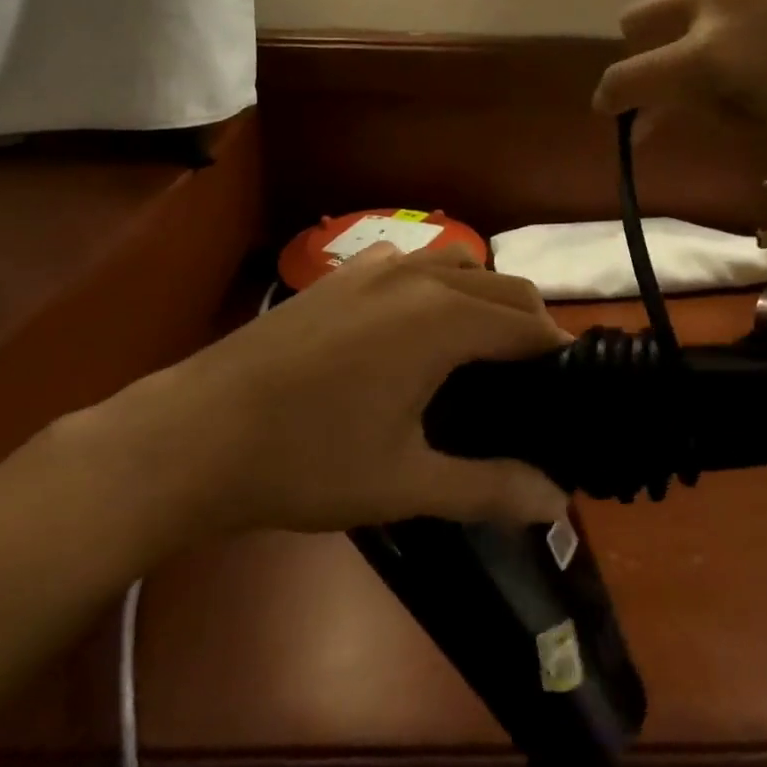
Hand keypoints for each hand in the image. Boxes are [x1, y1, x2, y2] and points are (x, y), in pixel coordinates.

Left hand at [107, 245, 570, 539]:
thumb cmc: (308, 460)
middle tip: (534, 379)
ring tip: (484, 345)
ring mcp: (377, 268)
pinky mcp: (341, 274)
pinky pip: (412, 263)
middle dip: (530, 324)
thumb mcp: (405, 484)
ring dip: (486, 295)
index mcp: (446, 320)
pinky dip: (438, 282)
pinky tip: (416, 322)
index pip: (527, 326)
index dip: (556, 354)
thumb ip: (488, 488)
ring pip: (459, 264)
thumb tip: (557, 503)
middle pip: (503, 286)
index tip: (570, 388)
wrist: (196, 432)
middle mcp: (421, 278)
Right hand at [592, 0, 766, 147]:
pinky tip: (765, 38)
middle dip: (640, 52)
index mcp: (708, 52)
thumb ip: (694, 115)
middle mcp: (715, 1)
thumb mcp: (759, 124)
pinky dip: (721, 17)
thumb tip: (647, 122)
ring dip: (682, 33)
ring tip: (727, 63)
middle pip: (639, 18)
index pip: (629, 75)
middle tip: (669, 84)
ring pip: (683, 0)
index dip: (611, 98)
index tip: (611, 112)